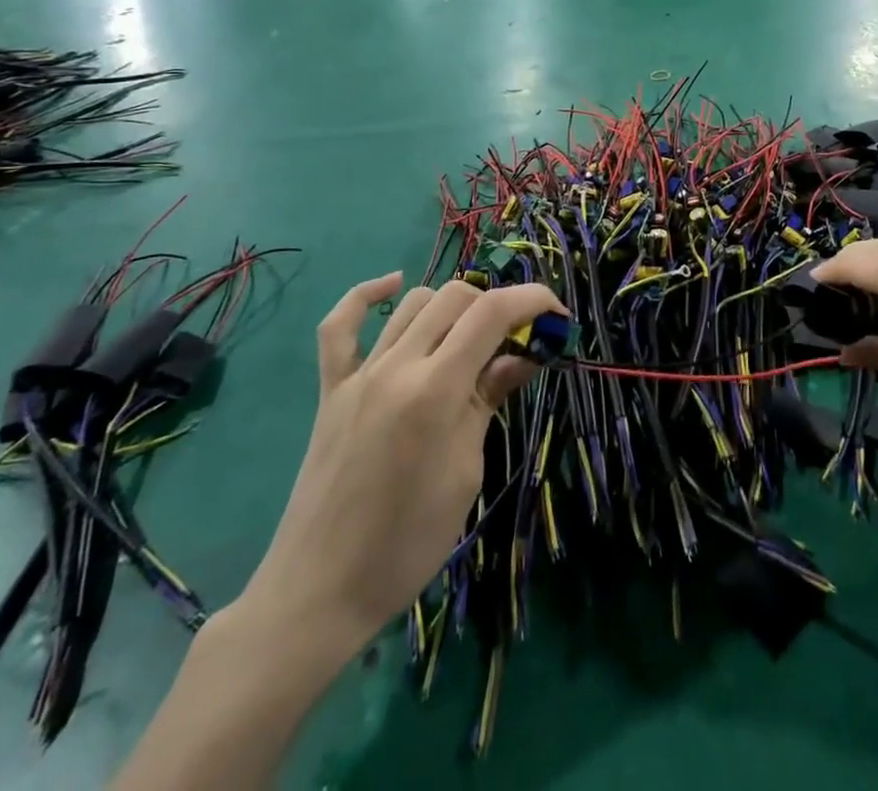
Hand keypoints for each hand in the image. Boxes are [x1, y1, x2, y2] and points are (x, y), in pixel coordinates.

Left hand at [235, 273, 562, 667]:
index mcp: (435, 390)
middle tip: (519, 341)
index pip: (492, 313)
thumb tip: (523, 355)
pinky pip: (340, 325)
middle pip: (457, 297)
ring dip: (453, 307)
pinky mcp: (331, 388)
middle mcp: (397, 366)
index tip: (557, 315)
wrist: (320, 592)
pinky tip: (391, 285)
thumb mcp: (467, 472)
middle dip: (498, 305)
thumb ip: (489, 399)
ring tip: (472, 337)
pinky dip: (367, 295)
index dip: (533, 300)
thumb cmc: (408, 543)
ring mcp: (359, 374)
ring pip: (413, 302)